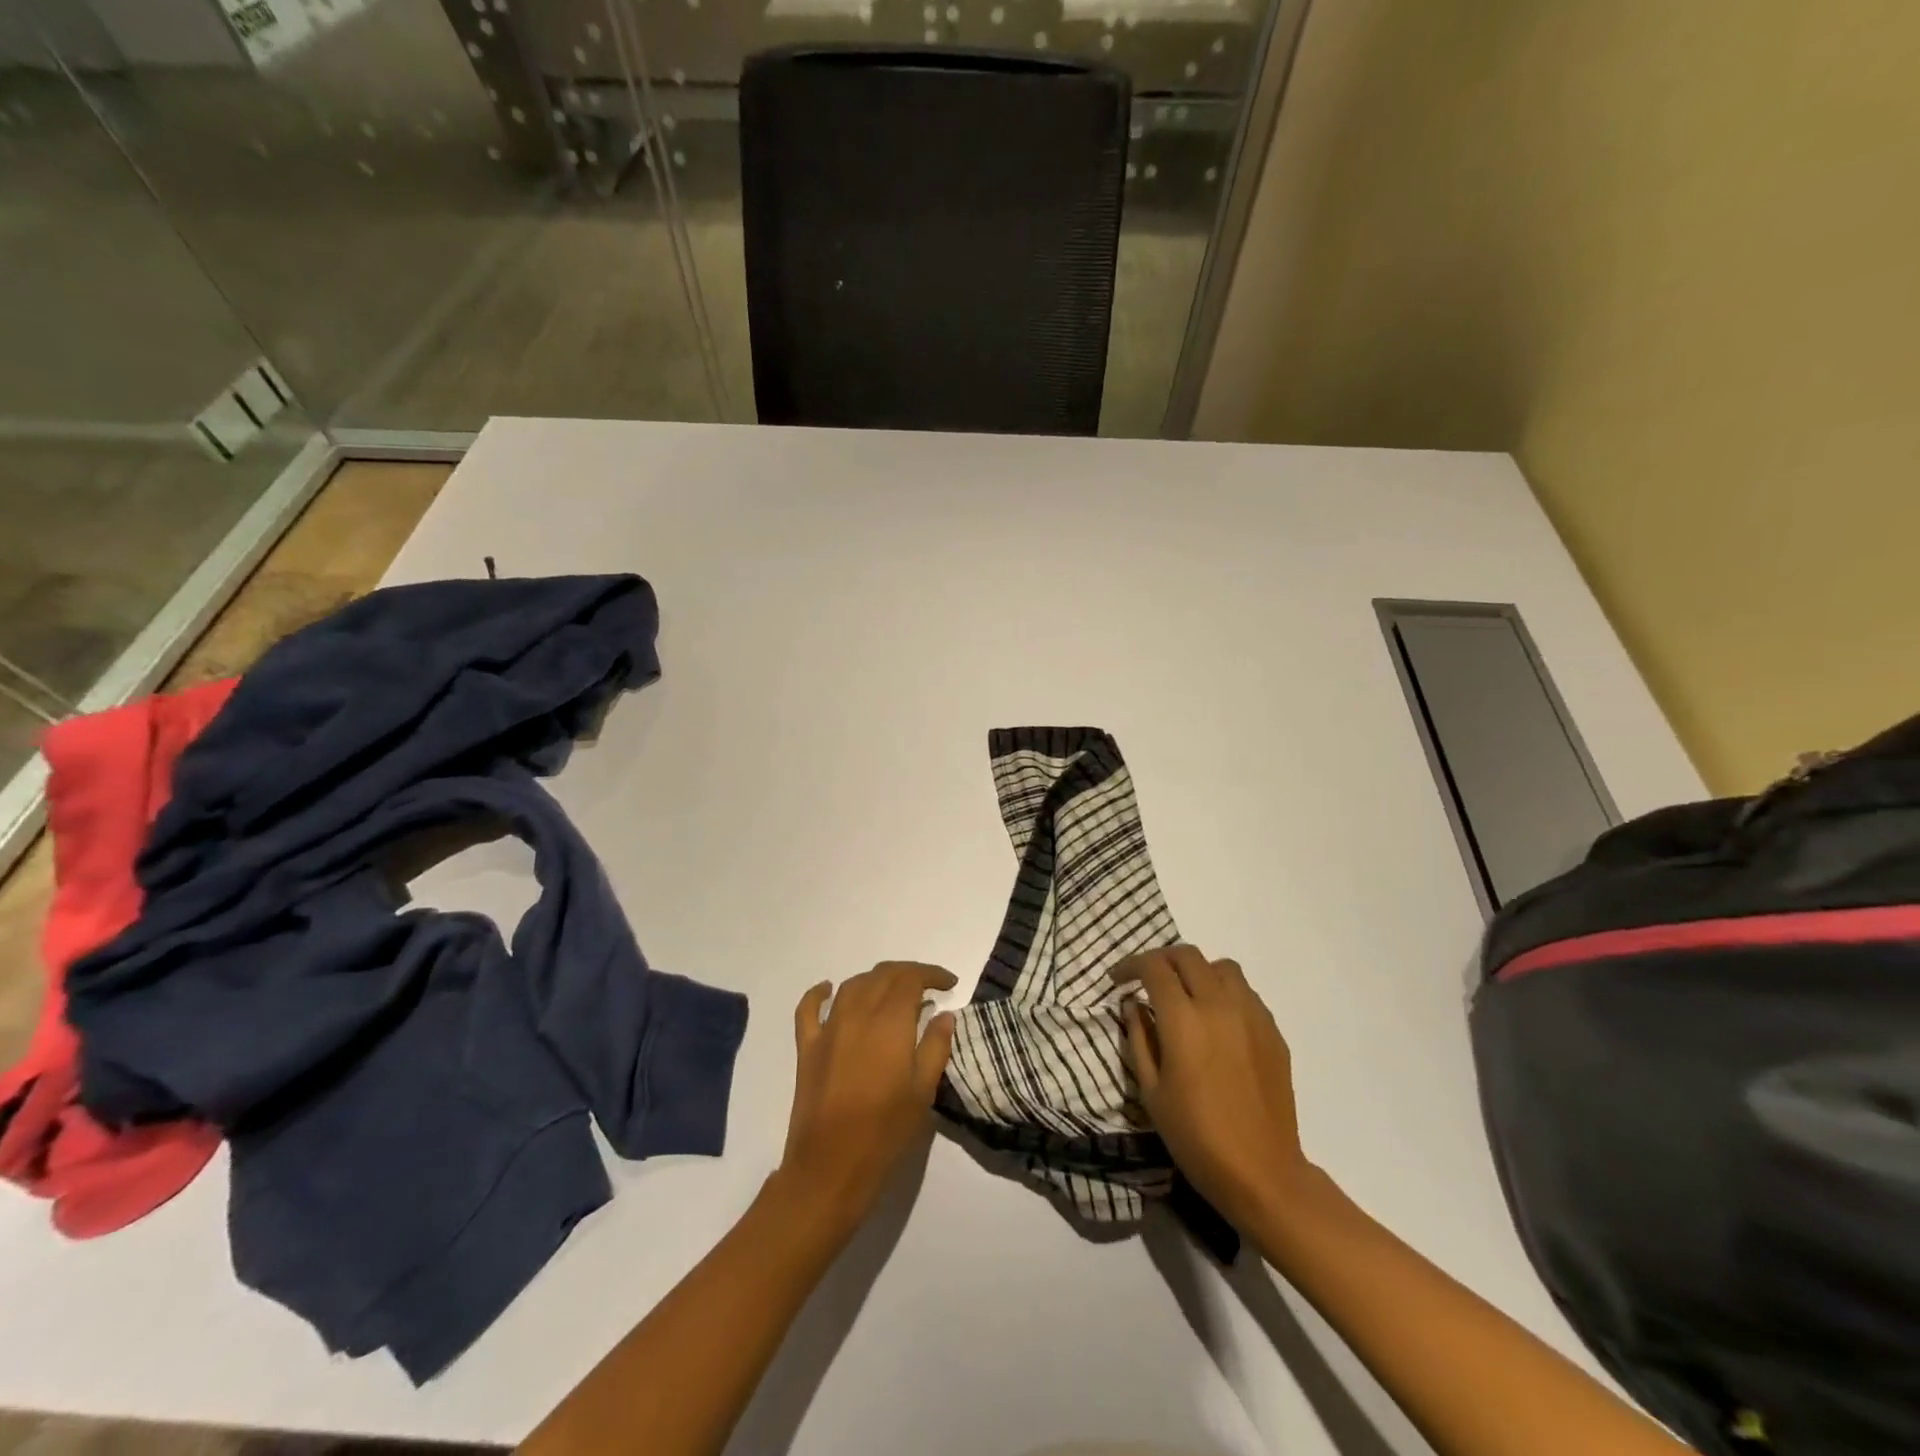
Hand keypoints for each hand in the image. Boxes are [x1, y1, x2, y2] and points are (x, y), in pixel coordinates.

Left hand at [776, 962, 957, 1233]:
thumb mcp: (923, 1092)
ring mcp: (828, 1029)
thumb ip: (936, 1047)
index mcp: (889, 1022)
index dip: (931, 974)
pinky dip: (820, 993)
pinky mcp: (807, 1047)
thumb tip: (944, 1015)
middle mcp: (857, 1014)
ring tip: (893, 992)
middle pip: (882, 975)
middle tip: (928, 987)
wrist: (829, 1168)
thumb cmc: (885, 1133)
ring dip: (875, 980)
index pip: (910, 978)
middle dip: (908, 973)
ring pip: (852, 985)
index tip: (950, 984)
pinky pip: (809, 1008)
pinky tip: (829, 989)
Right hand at [1114, 945, 1313, 1229]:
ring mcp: (1252, 1015)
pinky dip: (1224, 992)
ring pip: (1222, 967)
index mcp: (1184, 1019)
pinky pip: (1246, 993)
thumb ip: (1138, 1039)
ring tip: (1186, 996)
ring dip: (1198, 971)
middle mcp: (1219, 1005)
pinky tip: (1217, 1021)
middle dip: (1162, 960)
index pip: (1154, 968)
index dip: (1131, 965)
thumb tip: (1134, 1006)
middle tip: (1148, 980)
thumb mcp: (1151, 1091)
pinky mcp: (1273, 1032)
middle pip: (1188, 956)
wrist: (1262, 1173)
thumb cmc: (1196, 1137)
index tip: (1119, 979)